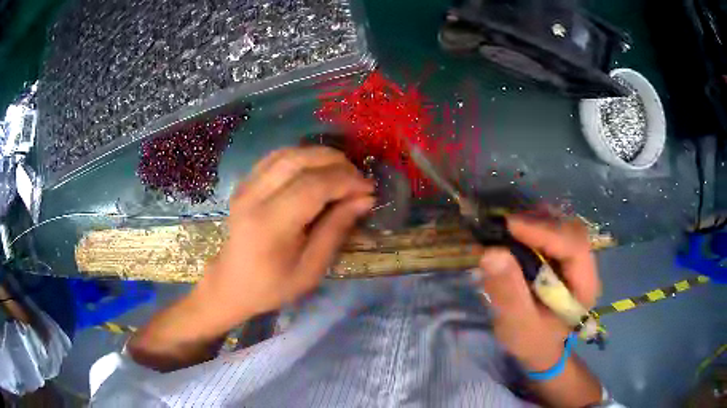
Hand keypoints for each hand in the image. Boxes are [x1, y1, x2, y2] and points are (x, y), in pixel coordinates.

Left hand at [192, 146, 374, 328]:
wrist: (232, 284)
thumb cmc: (273, 285)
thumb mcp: (311, 269)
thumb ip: (336, 229)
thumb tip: (364, 198)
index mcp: (270, 224)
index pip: (313, 186)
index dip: (346, 181)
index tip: (369, 189)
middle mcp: (254, 196)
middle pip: (300, 160)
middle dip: (336, 163)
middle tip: (358, 179)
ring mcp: (246, 186)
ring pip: (289, 153)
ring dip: (321, 156)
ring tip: (342, 172)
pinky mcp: (245, 183)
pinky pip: (276, 157)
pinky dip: (302, 156)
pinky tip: (316, 169)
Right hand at [476, 215, 600, 370]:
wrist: (541, 348)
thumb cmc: (533, 341)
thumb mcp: (518, 325)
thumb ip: (508, 293)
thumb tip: (490, 253)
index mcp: (585, 285)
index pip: (574, 246)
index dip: (545, 232)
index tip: (510, 226)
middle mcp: (585, 265)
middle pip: (570, 229)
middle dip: (539, 222)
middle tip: (505, 225)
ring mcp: (575, 258)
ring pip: (561, 225)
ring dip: (535, 220)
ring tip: (507, 227)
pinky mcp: (562, 256)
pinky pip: (551, 230)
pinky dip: (533, 225)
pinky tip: (515, 232)